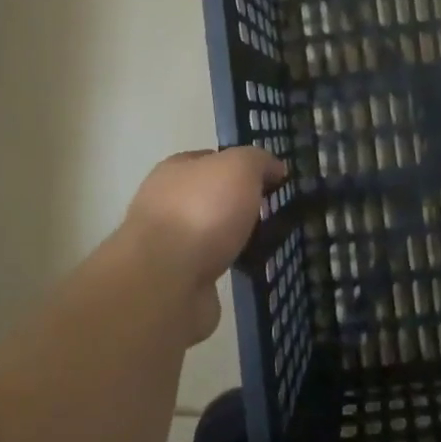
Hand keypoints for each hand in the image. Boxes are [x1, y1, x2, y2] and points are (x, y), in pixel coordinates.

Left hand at [119, 147, 286, 341]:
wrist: (166, 282)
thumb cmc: (202, 211)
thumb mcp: (239, 168)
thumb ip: (258, 161)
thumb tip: (275, 168)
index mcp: (174, 170)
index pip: (211, 159)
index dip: (241, 165)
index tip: (271, 180)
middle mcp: (165, 203)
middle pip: (210, 196)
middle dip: (238, 204)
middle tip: (272, 211)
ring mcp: (167, 244)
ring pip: (210, 232)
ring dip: (233, 238)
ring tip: (267, 242)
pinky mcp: (175, 280)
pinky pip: (211, 265)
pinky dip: (229, 266)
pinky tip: (249, 268)